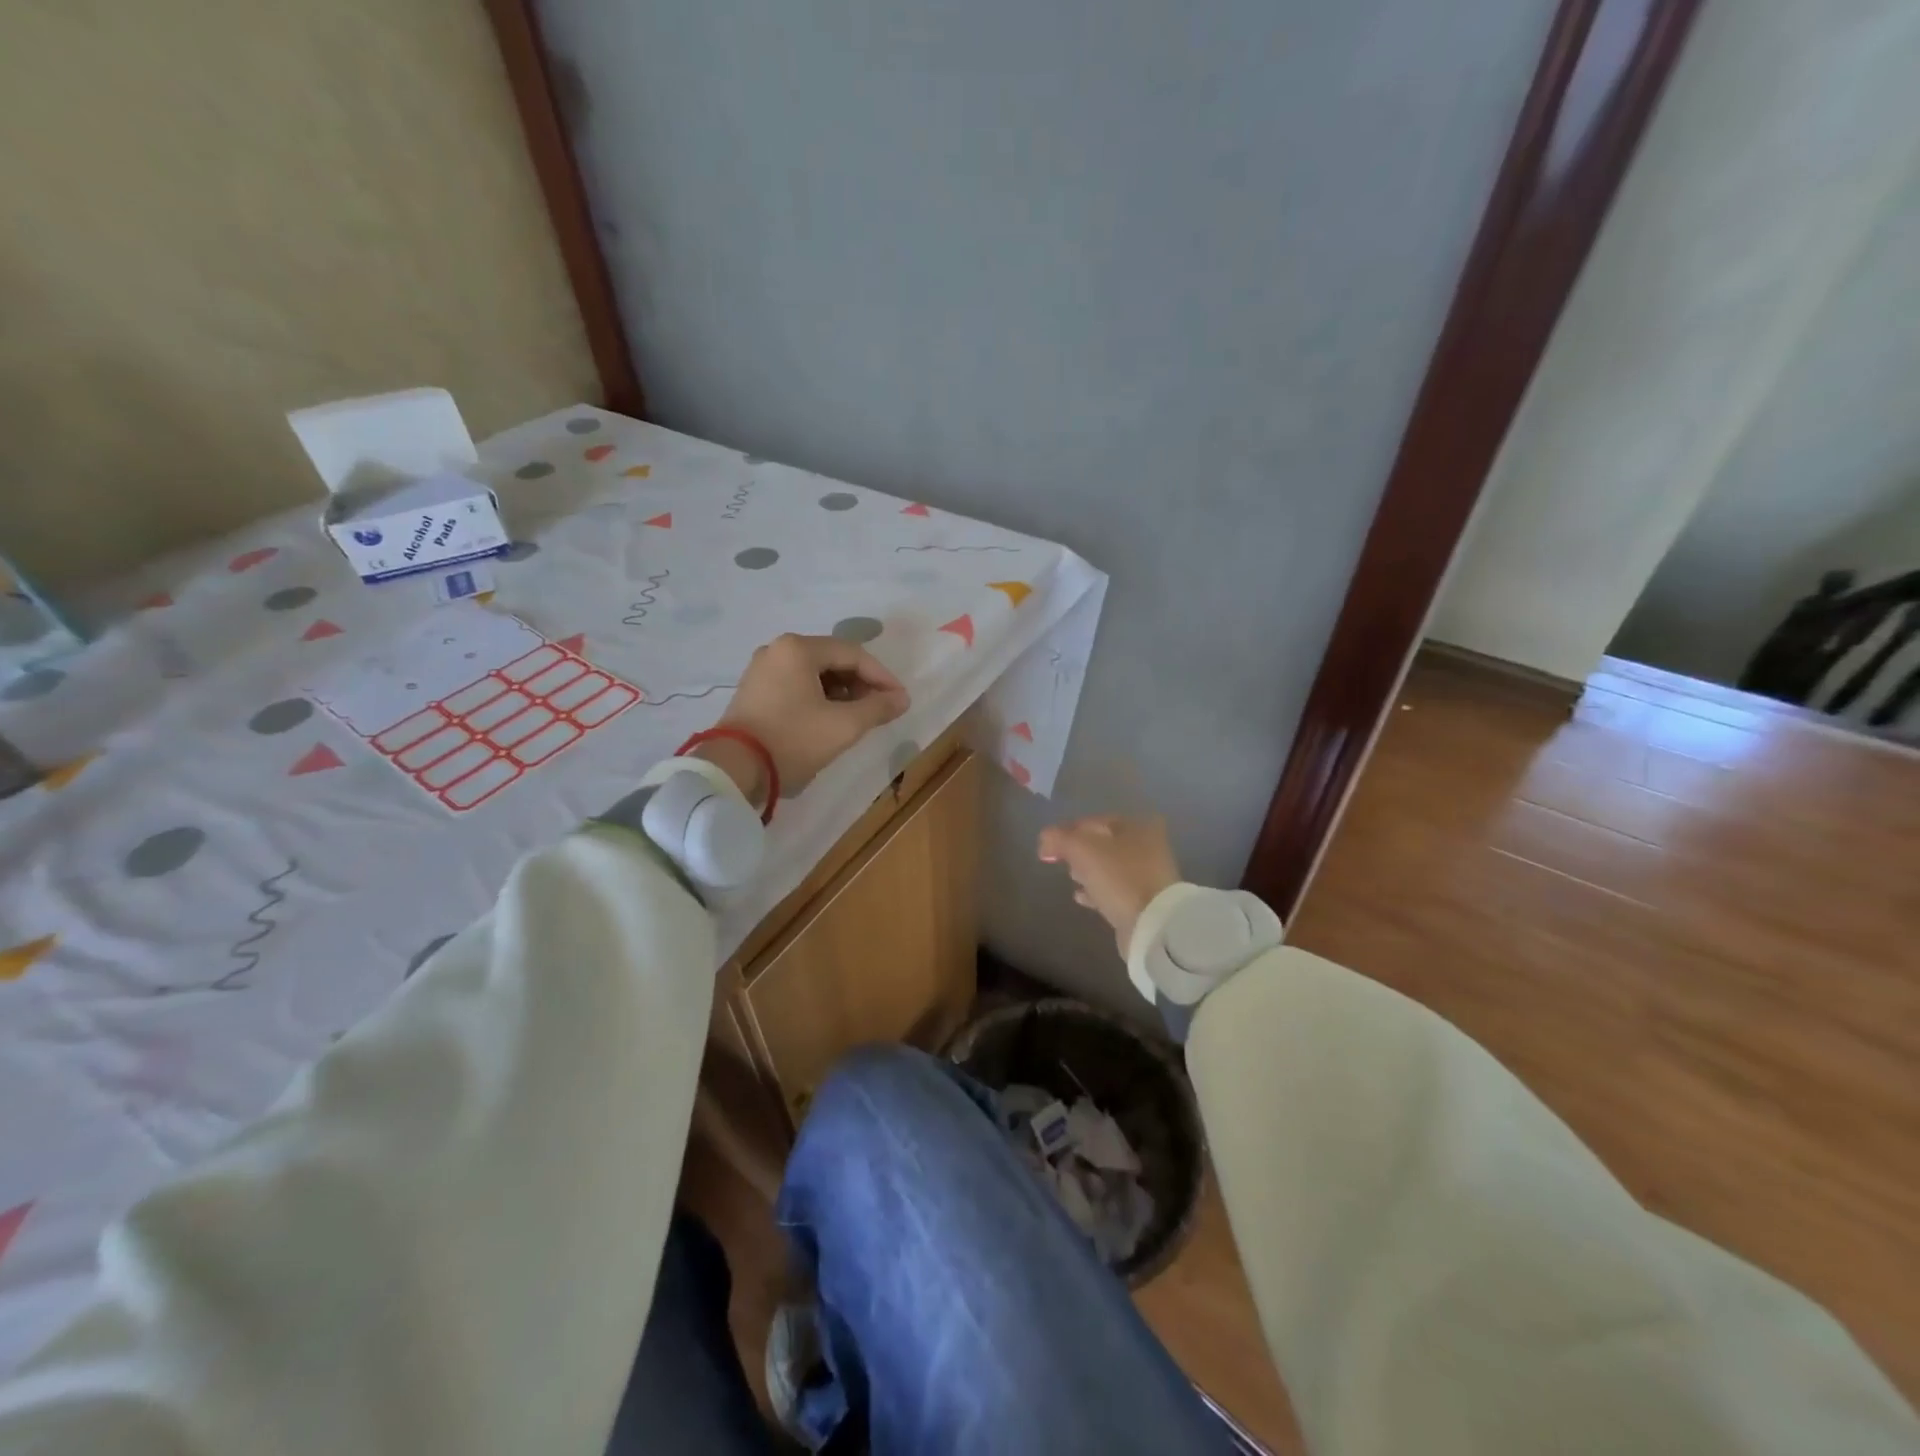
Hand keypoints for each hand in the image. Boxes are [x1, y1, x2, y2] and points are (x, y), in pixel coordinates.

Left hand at [702, 634, 909, 802]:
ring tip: (858, 717)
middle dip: (861, 684)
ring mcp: (761, 670)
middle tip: (879, 709)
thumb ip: (878, 708)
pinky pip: (796, 685)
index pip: (853, 654)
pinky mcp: (753, 691)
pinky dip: (818, 697)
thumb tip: (902, 699)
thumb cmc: (793, 740)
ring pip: (814, 674)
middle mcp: (777, 649)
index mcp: (798, 648)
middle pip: (832, 660)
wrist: (734, 770)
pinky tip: (830, 719)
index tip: (899, 700)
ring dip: (841, 692)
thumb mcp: (844, 726)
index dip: (882, 676)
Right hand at [1038, 815, 1181, 954]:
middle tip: (1061, 860)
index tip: (1049, 845)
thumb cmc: (1119, 877)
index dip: (1068, 830)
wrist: (1152, 924)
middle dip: (1079, 850)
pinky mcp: (1144, 901)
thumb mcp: (1083, 850)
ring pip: (1109, 867)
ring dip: (1088, 870)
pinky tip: (1079, 897)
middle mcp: (1147, 846)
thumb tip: (1044, 840)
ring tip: (1070, 877)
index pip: (1094, 820)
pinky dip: (1096, 890)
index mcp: (1137, 826)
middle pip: (1103, 843)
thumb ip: (1059, 839)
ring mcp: (1148, 875)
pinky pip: (1114, 890)